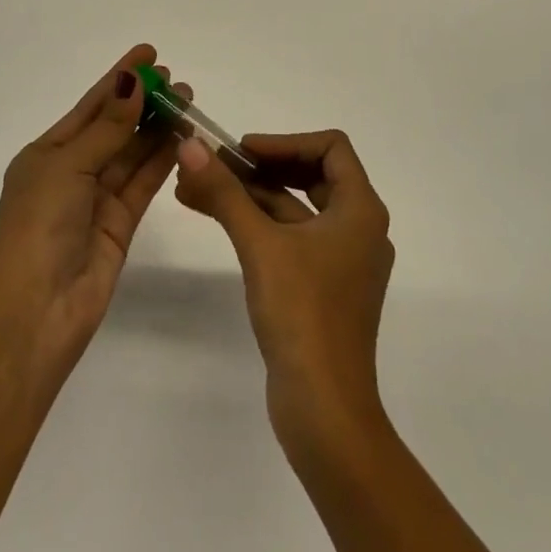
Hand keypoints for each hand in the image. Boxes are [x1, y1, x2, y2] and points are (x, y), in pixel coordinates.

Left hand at [0, 44, 188, 375]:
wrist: (37, 310)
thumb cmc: (39, 226)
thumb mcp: (68, 166)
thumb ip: (107, 128)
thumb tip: (133, 83)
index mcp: (46, 154)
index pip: (90, 106)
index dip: (119, 78)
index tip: (148, 52)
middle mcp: (71, 172)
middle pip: (114, 127)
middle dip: (143, 101)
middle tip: (177, 79)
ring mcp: (96, 199)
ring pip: (133, 153)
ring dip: (158, 127)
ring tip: (188, 100)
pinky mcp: (120, 224)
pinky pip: (143, 182)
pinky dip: (163, 160)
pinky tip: (184, 137)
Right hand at [175, 130, 393, 449]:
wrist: (325, 410)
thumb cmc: (303, 314)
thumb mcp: (260, 245)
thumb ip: (224, 192)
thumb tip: (190, 146)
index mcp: (360, 211)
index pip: (331, 148)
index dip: (284, 141)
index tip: (242, 150)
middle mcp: (358, 229)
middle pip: (311, 175)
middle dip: (260, 166)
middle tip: (216, 165)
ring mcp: (340, 261)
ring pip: (293, 209)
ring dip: (249, 194)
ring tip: (195, 187)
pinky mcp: (322, 287)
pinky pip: (289, 238)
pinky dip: (255, 224)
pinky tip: (214, 217)